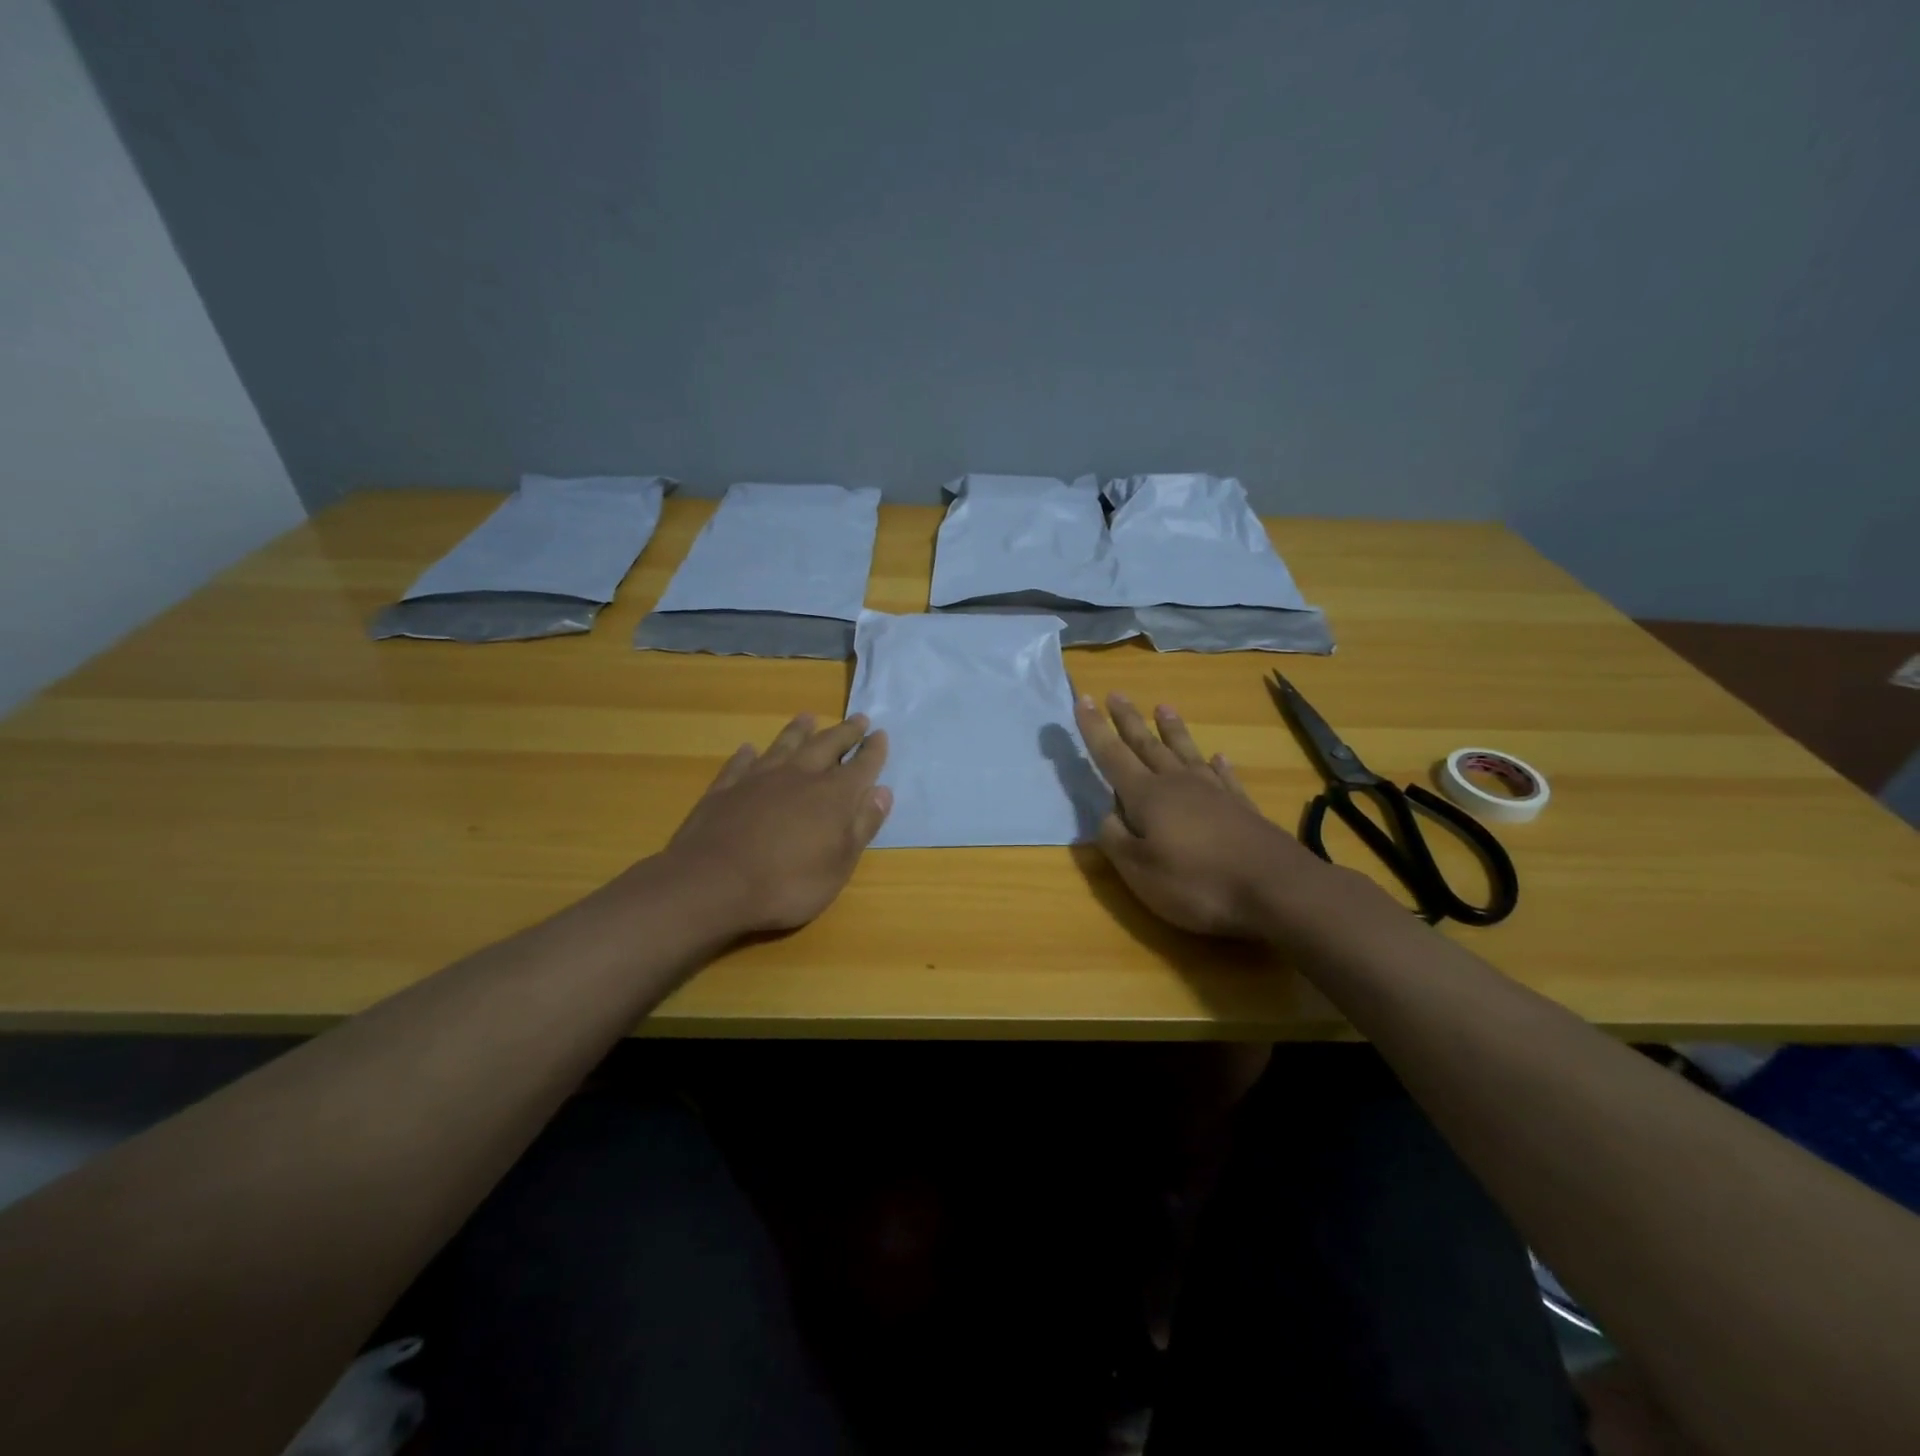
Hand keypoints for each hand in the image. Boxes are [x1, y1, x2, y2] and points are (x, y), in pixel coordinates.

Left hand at [663, 713, 891, 934]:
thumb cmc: (787, 883)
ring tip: (808, 718)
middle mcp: (799, 776)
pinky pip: (741, 764)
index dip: (873, 751)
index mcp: (833, 796)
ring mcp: (759, 779)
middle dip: (845, 732)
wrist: (712, 883)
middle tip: (858, 718)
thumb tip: (883, 792)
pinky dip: (748, 755)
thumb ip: (862, 826)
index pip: (861, 766)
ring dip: (799, 731)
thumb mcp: (839, 865)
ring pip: (784, 745)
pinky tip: (749, 749)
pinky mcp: (725, 788)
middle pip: (827, 745)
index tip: (881, 734)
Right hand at [1075, 691, 1329, 938]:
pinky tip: (1218, 757)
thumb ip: (1115, 839)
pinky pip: (1225, 777)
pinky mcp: (1243, 808)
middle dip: (1129, 721)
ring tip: (1164, 707)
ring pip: (1186, 753)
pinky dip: (1219, 765)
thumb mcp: (1139, 870)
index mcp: (1147, 796)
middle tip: (1116, 694)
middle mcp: (1179, 784)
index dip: (1095, 729)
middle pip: (1148, 746)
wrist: (1276, 889)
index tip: (1084, 699)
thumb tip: (1106, 814)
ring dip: (1173, 731)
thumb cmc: (1197, 883)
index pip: (1113, 755)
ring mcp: (1215, 793)